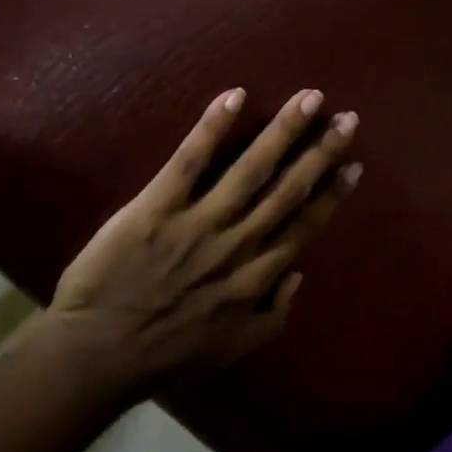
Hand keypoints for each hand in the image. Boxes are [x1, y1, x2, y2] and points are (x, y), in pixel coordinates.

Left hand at [50, 87, 360, 401]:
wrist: (98, 354)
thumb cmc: (166, 353)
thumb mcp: (233, 349)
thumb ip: (273, 315)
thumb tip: (298, 274)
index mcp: (256, 277)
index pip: (303, 226)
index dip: (331, 194)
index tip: (353, 165)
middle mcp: (237, 243)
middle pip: (287, 189)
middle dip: (320, 152)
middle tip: (346, 118)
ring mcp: (198, 222)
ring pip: (250, 169)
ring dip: (283, 131)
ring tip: (309, 99)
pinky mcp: (157, 206)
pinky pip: (189, 161)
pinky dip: (212, 128)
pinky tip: (234, 96)